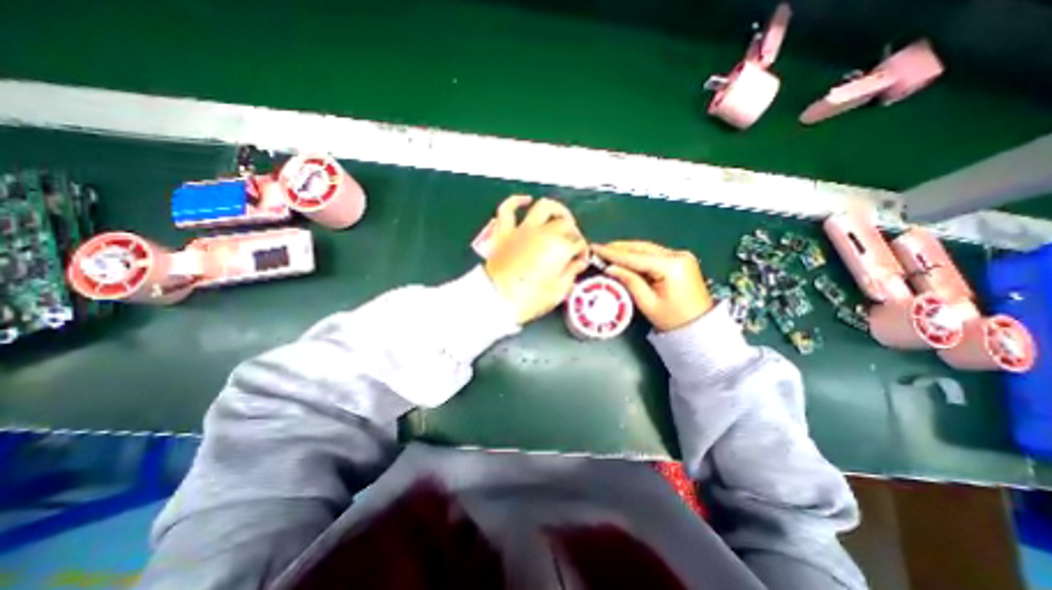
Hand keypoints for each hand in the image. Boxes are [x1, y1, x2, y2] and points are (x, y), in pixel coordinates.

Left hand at [485, 196, 590, 325]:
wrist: (496, 299)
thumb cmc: (530, 299)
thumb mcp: (558, 291)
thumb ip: (572, 273)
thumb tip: (579, 262)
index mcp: (560, 248)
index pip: (578, 244)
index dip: (582, 252)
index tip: (580, 260)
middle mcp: (544, 233)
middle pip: (565, 224)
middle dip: (574, 233)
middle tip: (573, 243)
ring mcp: (523, 230)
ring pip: (543, 207)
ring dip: (556, 209)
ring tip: (560, 217)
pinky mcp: (505, 232)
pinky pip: (508, 210)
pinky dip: (516, 201)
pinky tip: (526, 200)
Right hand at [591, 240, 715, 331]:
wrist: (700, 326)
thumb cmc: (673, 319)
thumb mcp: (647, 303)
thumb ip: (629, 281)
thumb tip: (610, 268)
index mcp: (671, 266)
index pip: (635, 257)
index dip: (613, 253)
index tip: (595, 248)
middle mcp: (678, 255)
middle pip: (641, 248)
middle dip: (618, 248)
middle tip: (598, 248)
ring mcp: (681, 256)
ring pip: (647, 248)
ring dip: (627, 250)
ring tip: (608, 251)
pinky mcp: (680, 260)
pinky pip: (654, 254)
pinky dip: (638, 255)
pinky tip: (625, 256)